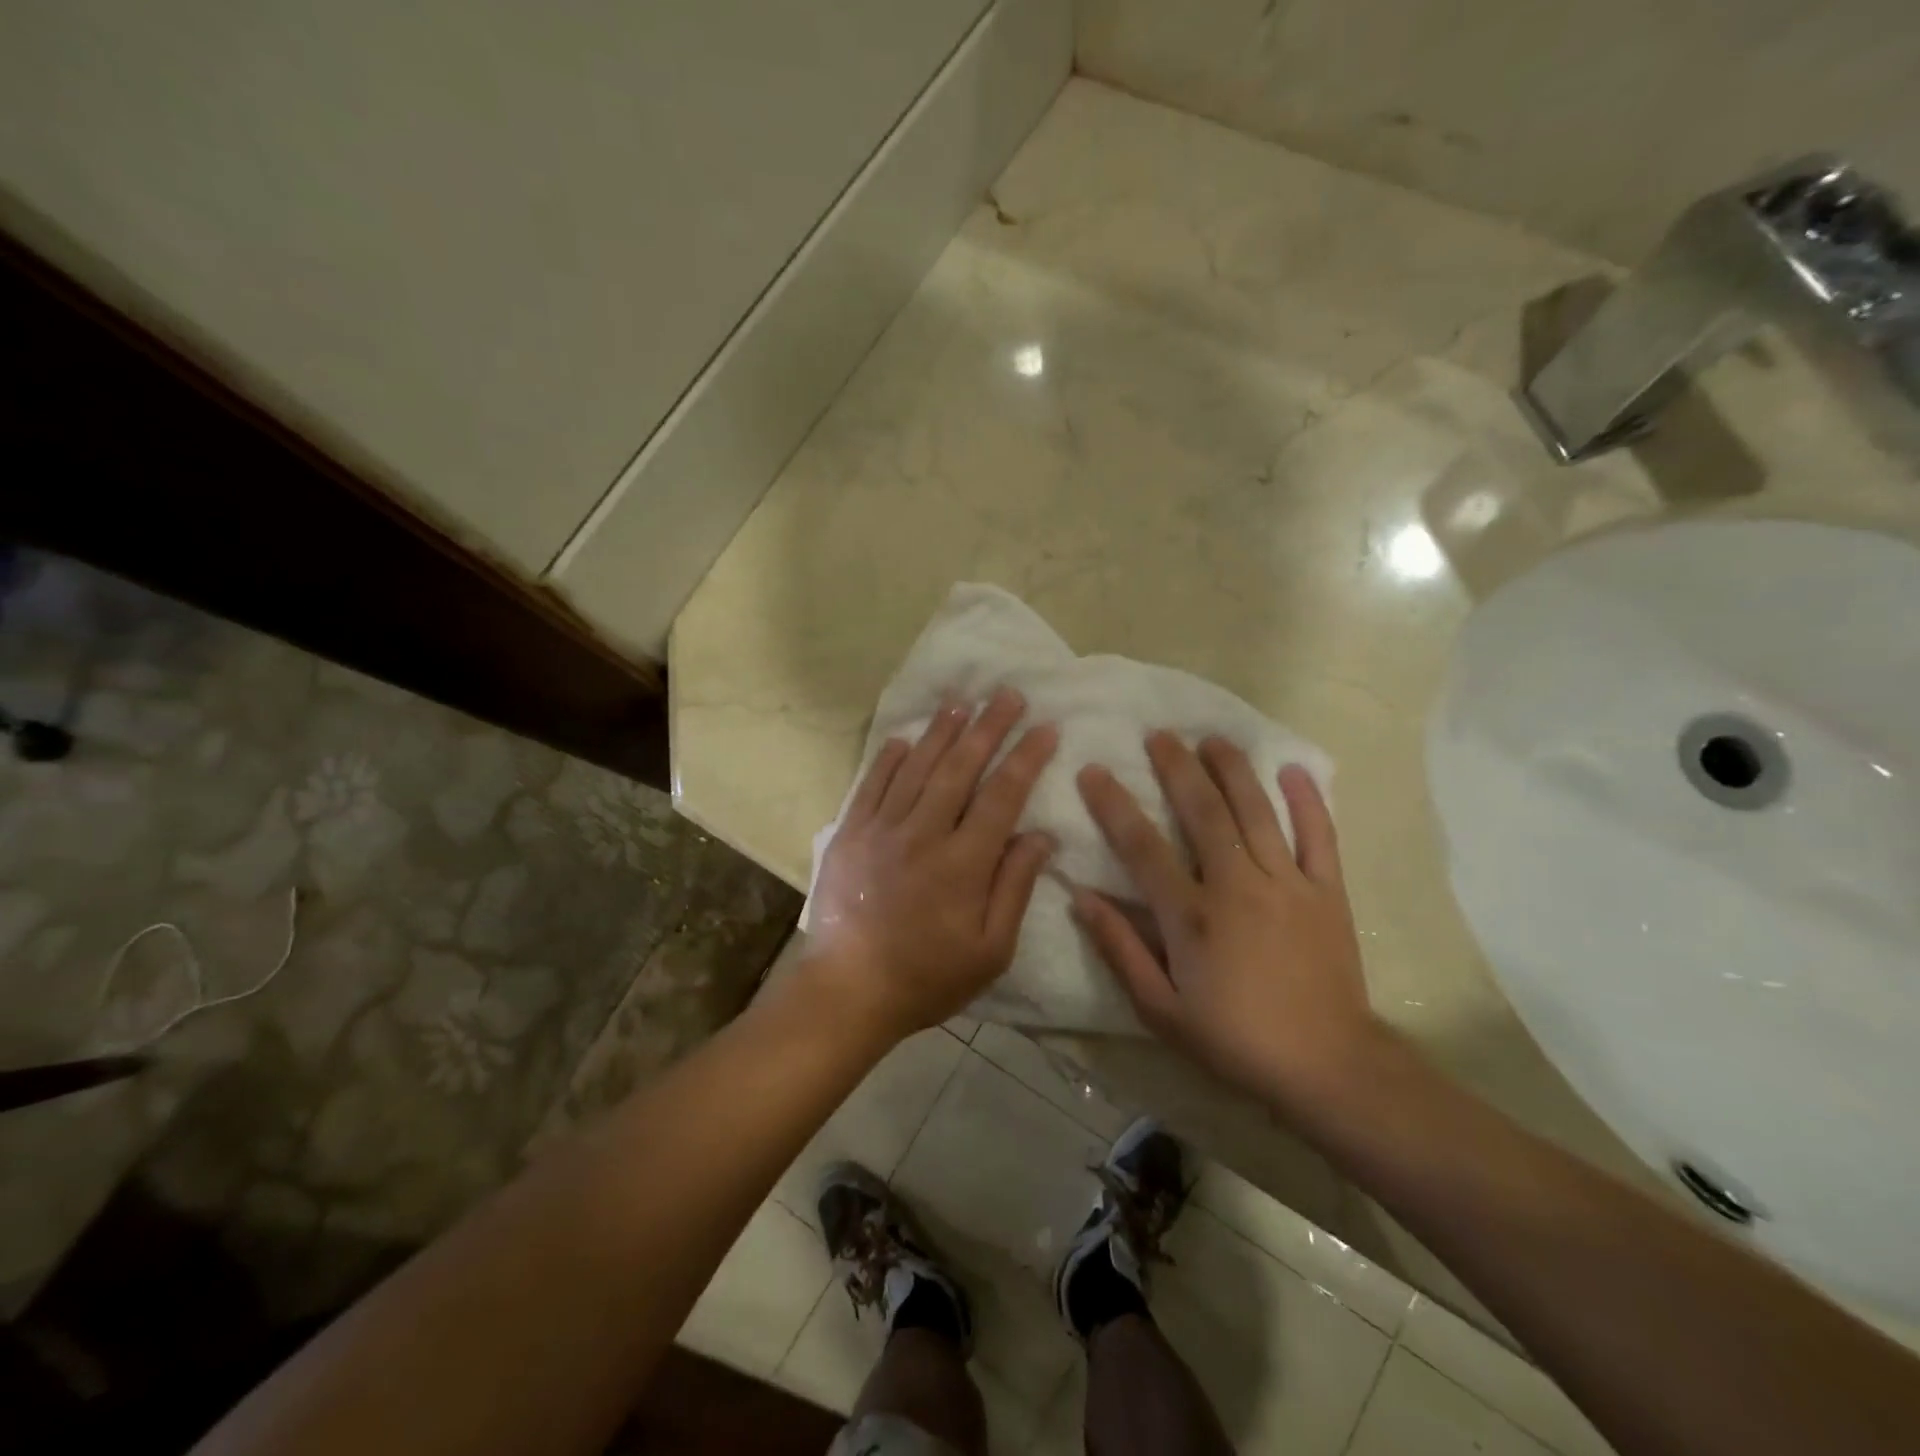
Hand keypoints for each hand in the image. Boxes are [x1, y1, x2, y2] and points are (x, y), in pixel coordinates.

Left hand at [804, 688, 1058, 1040]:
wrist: (848, 990)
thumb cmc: (928, 977)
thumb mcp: (990, 950)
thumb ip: (1015, 888)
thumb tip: (1040, 836)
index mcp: (963, 863)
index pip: (1002, 796)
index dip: (1026, 758)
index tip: (1045, 727)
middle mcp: (923, 833)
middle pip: (960, 768)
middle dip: (988, 728)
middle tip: (1008, 695)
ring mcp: (881, 829)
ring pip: (917, 767)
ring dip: (941, 732)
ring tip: (961, 702)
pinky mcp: (850, 834)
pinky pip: (872, 785)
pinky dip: (890, 759)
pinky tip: (905, 739)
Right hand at [1072, 733, 1383, 1113]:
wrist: (1327, 1066)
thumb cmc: (1234, 1040)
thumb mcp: (1161, 1009)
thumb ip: (1120, 949)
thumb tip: (1082, 897)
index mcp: (1192, 916)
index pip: (1143, 847)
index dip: (1114, 805)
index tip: (1095, 771)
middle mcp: (1238, 886)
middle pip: (1204, 812)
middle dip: (1177, 768)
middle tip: (1159, 735)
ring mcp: (1288, 884)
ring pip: (1257, 812)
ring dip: (1233, 770)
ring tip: (1212, 739)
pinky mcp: (1328, 892)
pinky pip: (1319, 836)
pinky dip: (1308, 801)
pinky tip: (1292, 771)